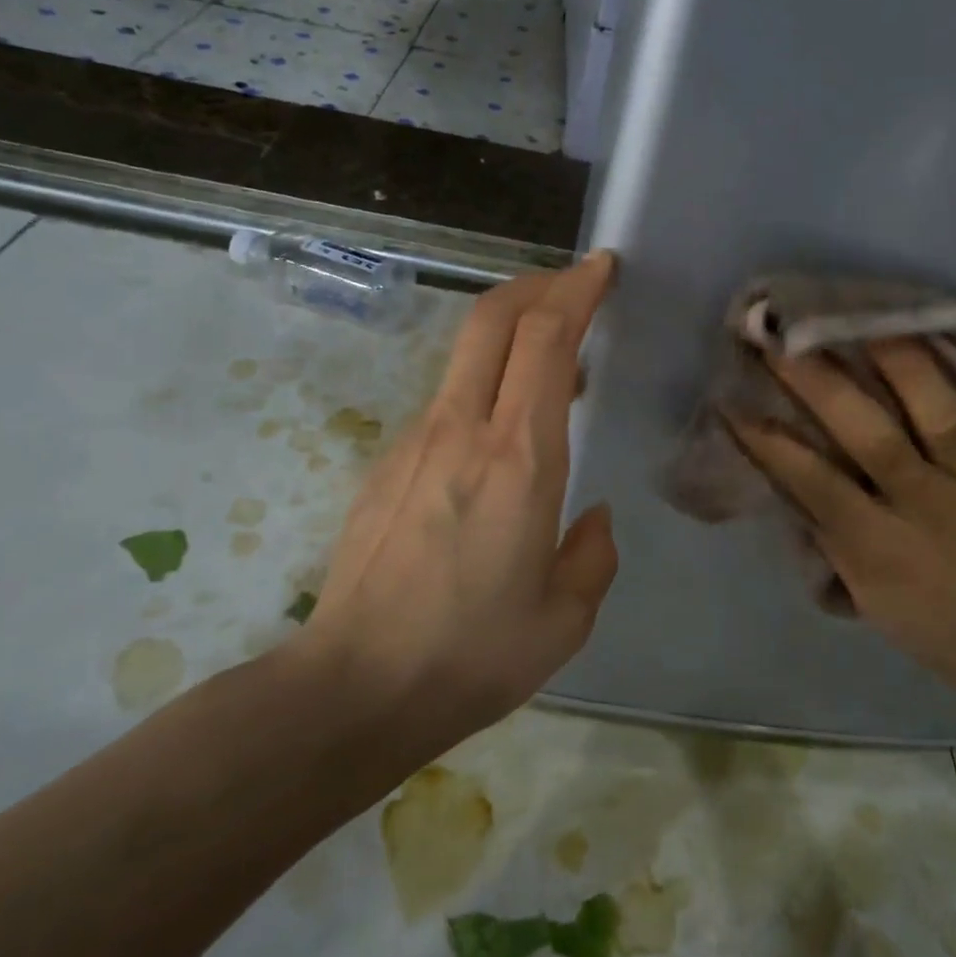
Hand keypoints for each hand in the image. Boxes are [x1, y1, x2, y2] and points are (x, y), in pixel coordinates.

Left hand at [296, 253, 619, 737]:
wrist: (354, 688)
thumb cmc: (472, 655)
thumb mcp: (564, 618)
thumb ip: (592, 555)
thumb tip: (592, 517)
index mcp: (520, 461)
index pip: (545, 340)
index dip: (575, 290)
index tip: (601, 268)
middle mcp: (462, 431)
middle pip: (492, 318)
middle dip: (537, 285)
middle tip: (575, 287)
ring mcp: (415, 442)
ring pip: (465, 355)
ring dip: (511, 335)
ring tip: (553, 368)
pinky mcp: (386, 464)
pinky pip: (446, 401)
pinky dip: (485, 386)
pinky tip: (501, 437)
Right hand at [730, 342, 955, 726]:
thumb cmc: (934, 626)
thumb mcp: (869, 596)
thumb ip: (832, 533)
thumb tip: (791, 471)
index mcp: (885, 549)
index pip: (819, 487)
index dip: (774, 446)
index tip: (736, 404)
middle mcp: (933, 510)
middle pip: (876, 440)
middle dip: (824, 388)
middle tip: (786, 341)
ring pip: (944, 419)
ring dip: (906, 367)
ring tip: (868, 320)